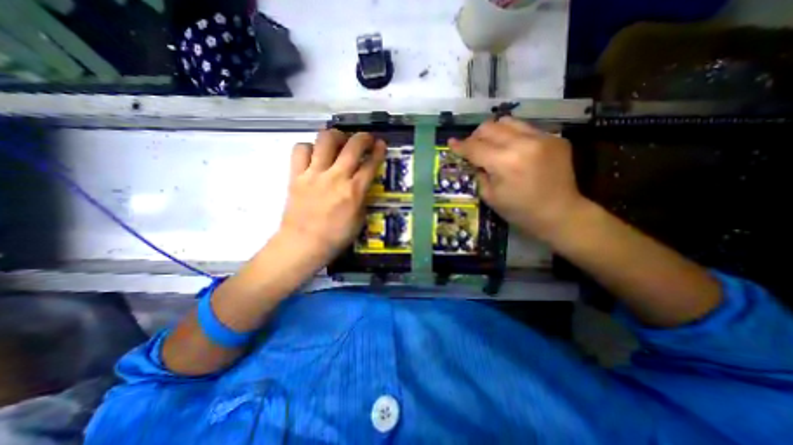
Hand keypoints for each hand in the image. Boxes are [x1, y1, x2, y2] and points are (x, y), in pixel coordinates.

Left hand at [278, 131, 386, 265]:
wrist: (303, 244)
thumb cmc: (336, 237)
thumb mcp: (359, 220)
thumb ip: (362, 198)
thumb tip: (361, 185)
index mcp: (354, 191)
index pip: (371, 164)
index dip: (378, 151)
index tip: (381, 144)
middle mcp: (336, 177)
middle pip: (352, 145)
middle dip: (363, 137)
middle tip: (365, 139)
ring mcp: (314, 174)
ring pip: (325, 140)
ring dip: (336, 136)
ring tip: (339, 142)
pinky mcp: (296, 176)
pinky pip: (300, 150)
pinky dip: (309, 148)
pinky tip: (314, 155)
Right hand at [450, 119, 584, 240]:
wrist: (560, 213)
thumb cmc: (520, 211)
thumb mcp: (490, 196)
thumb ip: (479, 173)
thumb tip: (474, 160)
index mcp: (505, 162)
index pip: (475, 147)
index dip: (460, 145)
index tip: (451, 142)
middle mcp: (523, 143)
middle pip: (490, 127)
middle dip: (476, 136)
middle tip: (473, 148)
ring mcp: (542, 137)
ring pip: (508, 121)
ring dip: (494, 132)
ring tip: (493, 145)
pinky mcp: (555, 137)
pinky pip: (526, 129)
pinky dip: (513, 137)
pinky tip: (515, 151)